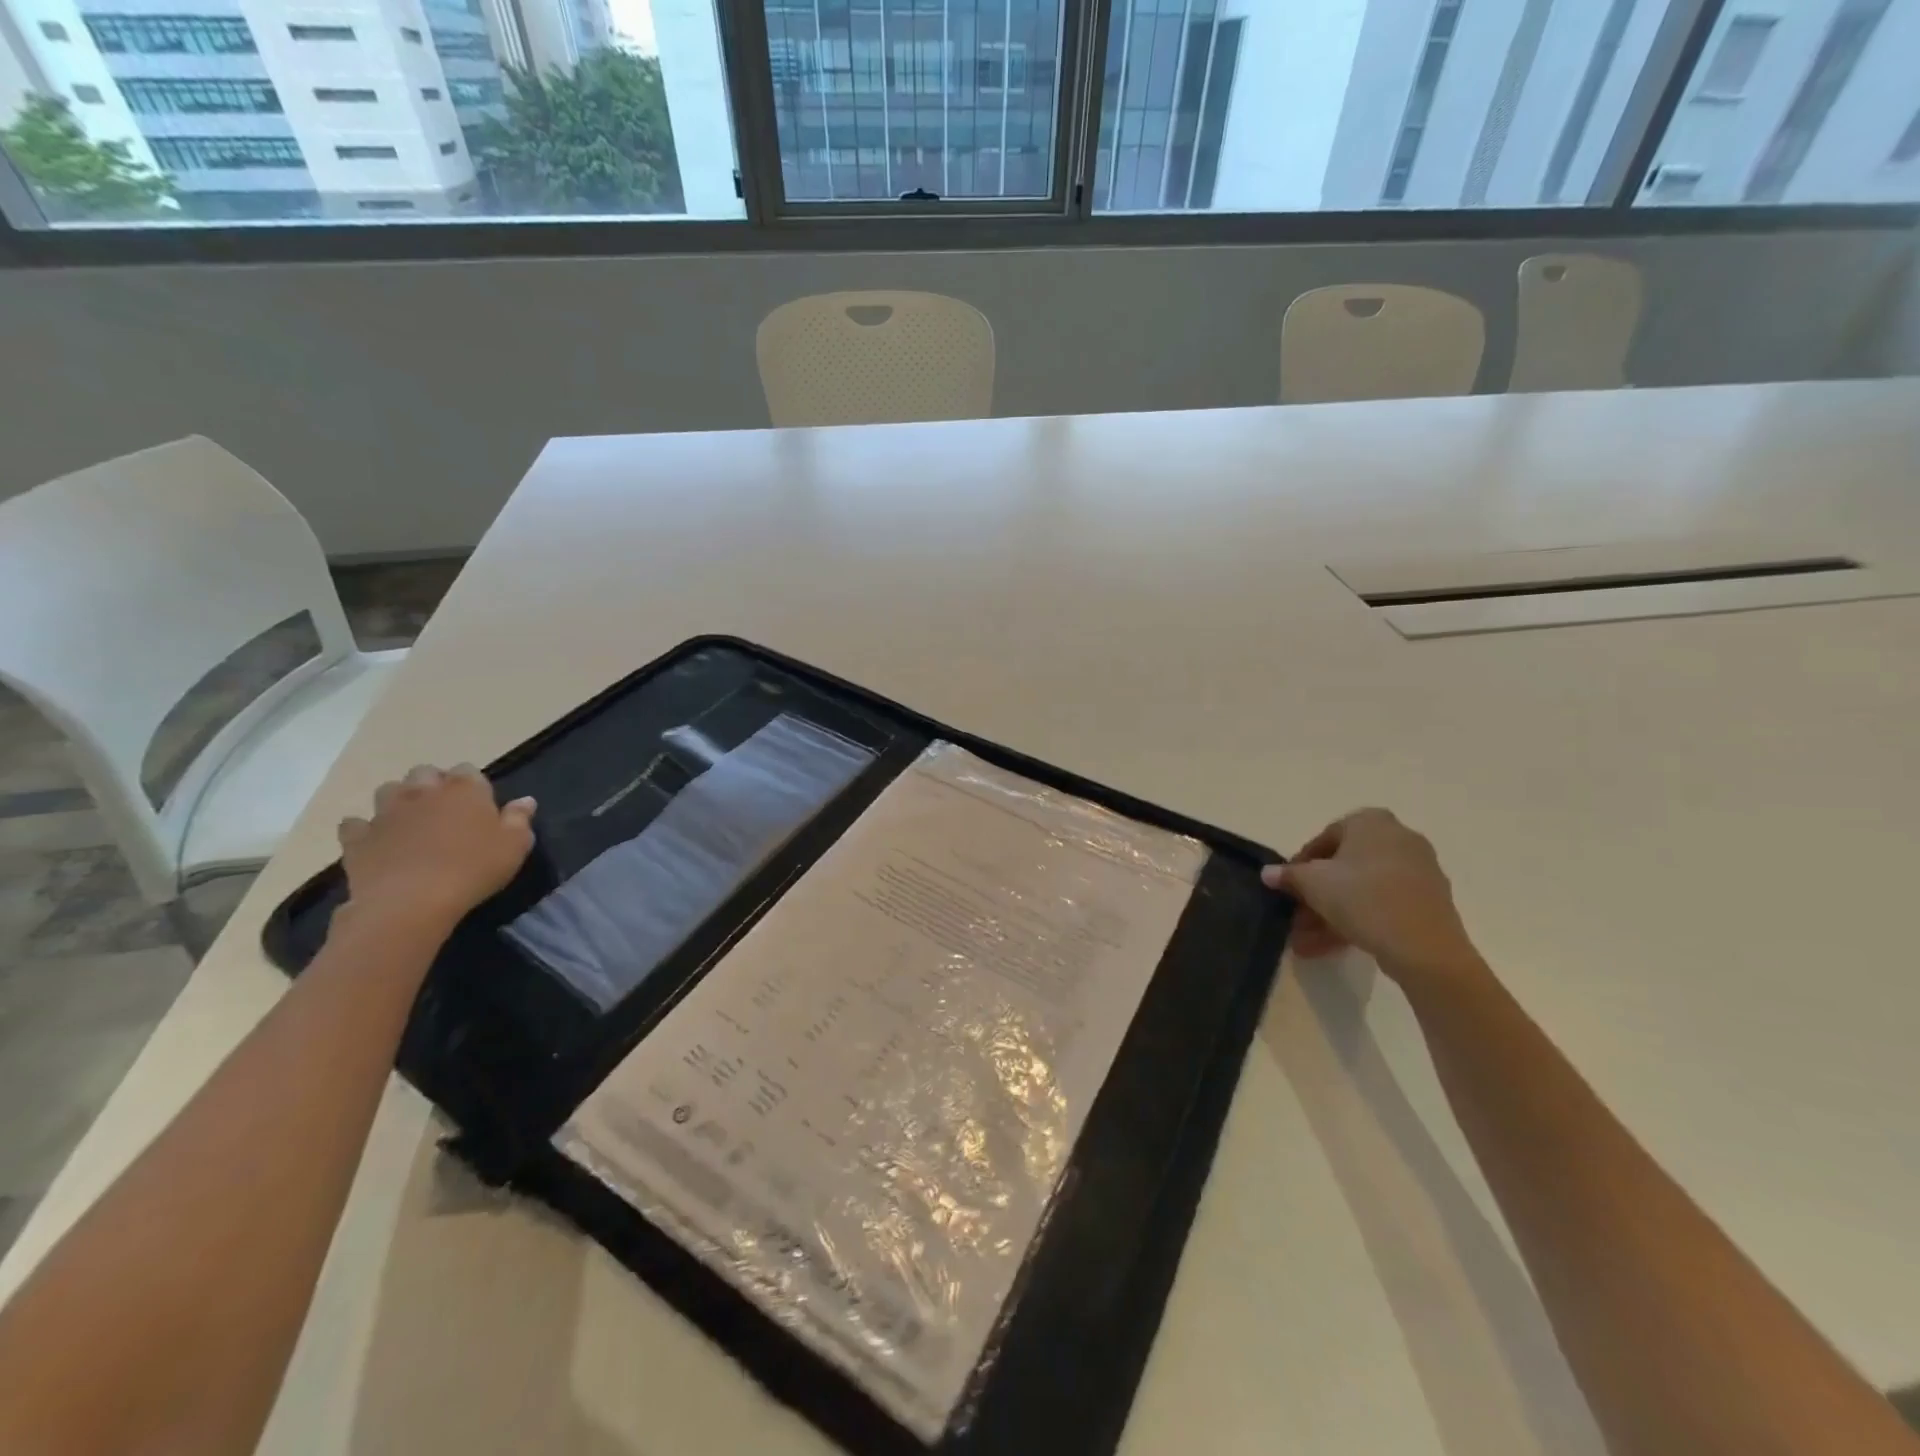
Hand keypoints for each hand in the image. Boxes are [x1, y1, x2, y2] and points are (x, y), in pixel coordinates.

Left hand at [336, 765, 535, 931]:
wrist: (411, 901)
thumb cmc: (474, 869)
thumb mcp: (515, 846)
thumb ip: (520, 819)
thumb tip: (525, 801)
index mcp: (464, 790)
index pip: (468, 770)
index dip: (473, 784)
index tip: (480, 804)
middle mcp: (423, 792)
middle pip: (424, 772)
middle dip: (433, 784)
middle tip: (445, 810)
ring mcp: (386, 813)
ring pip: (388, 790)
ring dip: (399, 799)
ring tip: (411, 821)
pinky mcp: (358, 837)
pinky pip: (355, 824)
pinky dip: (364, 829)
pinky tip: (376, 841)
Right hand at [1261, 808, 1483, 988]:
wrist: (1424, 947)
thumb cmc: (1362, 898)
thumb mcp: (1313, 884)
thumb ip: (1288, 875)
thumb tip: (1268, 873)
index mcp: (1371, 822)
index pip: (1324, 838)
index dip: (1300, 865)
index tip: (1288, 889)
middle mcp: (1398, 837)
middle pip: (1344, 867)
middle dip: (1316, 896)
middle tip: (1297, 918)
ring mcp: (1418, 870)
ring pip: (1362, 889)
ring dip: (1331, 913)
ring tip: (1307, 942)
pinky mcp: (1429, 900)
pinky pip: (1383, 903)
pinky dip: (1358, 919)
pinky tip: (1333, 945)